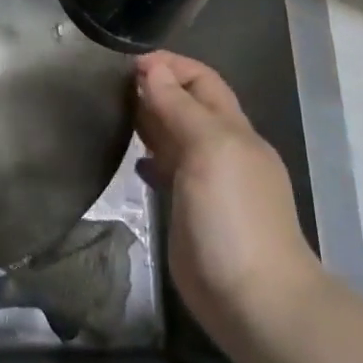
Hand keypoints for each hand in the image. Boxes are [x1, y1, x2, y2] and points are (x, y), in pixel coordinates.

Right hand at [135, 51, 323, 329]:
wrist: (252, 298)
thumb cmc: (232, 215)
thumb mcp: (209, 148)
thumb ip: (180, 107)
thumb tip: (151, 68)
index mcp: (232, 129)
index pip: (202, 80)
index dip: (169, 65)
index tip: (126, 65)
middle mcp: (221, 149)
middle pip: (188, 104)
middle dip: (155, 88)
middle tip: (109, 87)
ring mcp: (207, 181)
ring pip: (175, 136)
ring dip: (148, 120)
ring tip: (112, 114)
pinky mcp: (190, 209)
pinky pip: (167, 171)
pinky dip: (149, 157)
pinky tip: (131, 160)